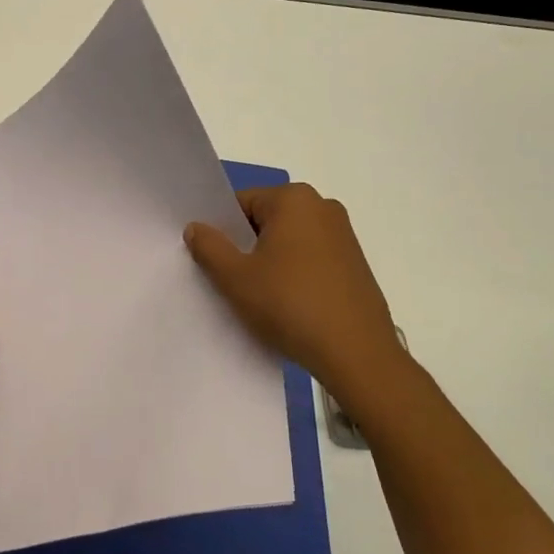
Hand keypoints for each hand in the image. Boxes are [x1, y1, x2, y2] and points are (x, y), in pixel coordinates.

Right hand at [185, 184, 408, 406]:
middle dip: (246, 246)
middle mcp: (323, 207)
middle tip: (230, 280)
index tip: (213, 260)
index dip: (222, 231)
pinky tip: (286, 306)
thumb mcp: (235, 277)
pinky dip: (293, 275)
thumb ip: (209, 246)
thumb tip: (196, 227)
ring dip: (269, 263)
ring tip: (258, 297)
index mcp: (294, 199)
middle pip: (266, 220)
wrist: (357, 355)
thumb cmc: (290, 305)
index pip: (241, 204)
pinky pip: (310, 259)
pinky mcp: (355, 265)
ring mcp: (344, 236)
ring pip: (288, 242)